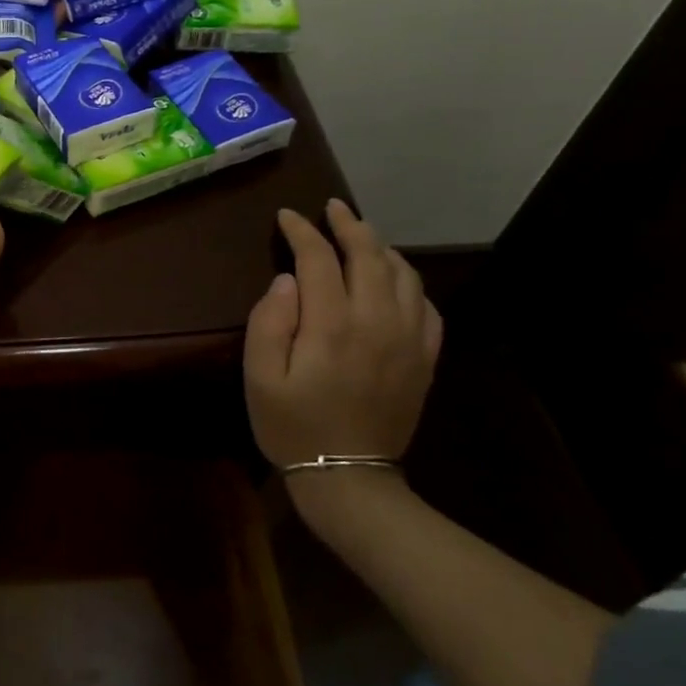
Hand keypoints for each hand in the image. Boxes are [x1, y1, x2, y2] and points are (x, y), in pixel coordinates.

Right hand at [244, 198, 442, 484]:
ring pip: (402, 274)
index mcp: (332, 324)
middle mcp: (376, 322)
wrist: (349, 477)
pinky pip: (426, 305)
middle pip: (369, 255)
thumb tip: (286, 280)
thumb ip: (269, 321)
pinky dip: (408, 281)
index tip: (287, 216)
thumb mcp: (259, 376)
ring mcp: (408, 339)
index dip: (302, 232)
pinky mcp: (424, 358)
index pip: (319, 259)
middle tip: (330, 208)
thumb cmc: (292, 425)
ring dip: (380, 247)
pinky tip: (393, 279)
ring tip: (360, 235)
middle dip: (348, 225)